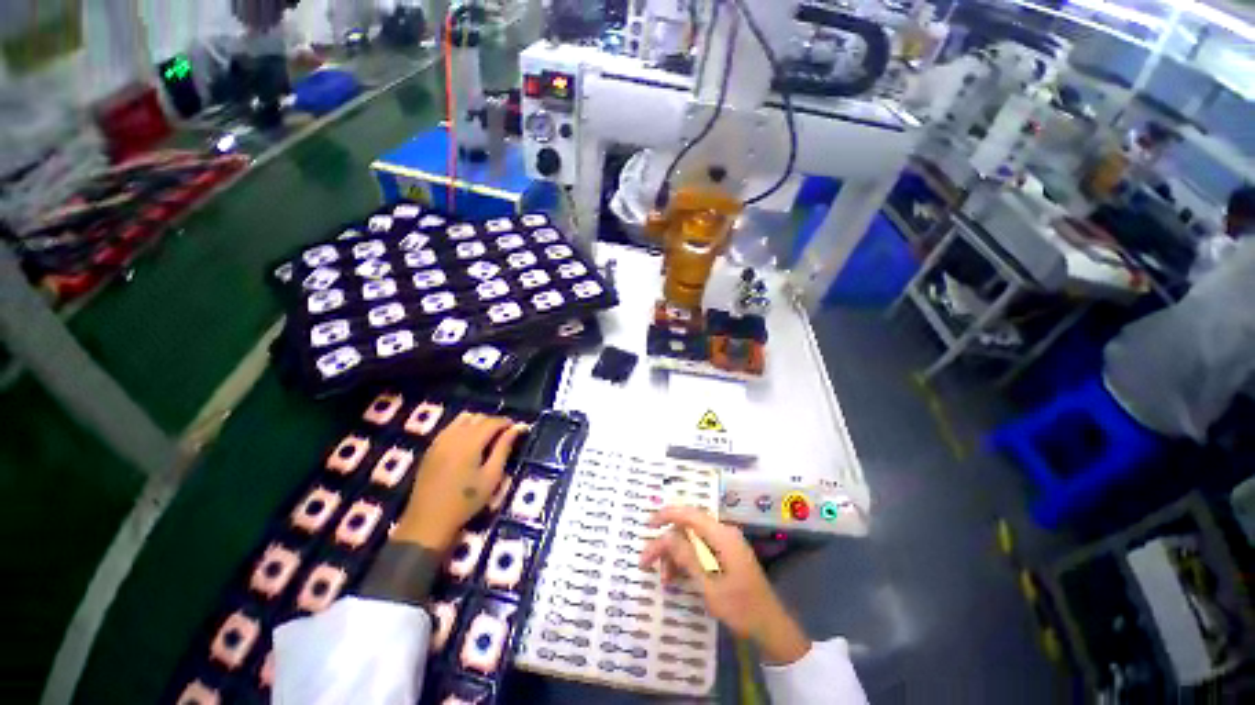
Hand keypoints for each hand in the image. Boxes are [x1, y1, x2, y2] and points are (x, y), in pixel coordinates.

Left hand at [393, 412, 526, 552]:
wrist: (428, 521)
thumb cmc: (465, 501)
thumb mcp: (491, 477)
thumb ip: (504, 449)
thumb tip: (517, 429)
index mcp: (470, 443)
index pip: (492, 422)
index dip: (507, 422)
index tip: (518, 429)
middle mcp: (453, 436)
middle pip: (478, 417)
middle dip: (494, 422)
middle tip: (504, 435)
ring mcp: (440, 440)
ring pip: (463, 419)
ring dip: (478, 422)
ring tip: (487, 437)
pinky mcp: (431, 448)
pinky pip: (451, 427)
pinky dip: (463, 427)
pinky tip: (469, 442)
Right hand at [640, 506, 810, 665]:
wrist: (770, 627)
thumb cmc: (741, 608)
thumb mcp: (709, 586)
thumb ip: (687, 557)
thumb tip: (666, 536)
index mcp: (722, 535)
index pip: (689, 514)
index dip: (666, 515)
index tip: (647, 526)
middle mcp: (723, 533)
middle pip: (687, 528)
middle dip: (666, 543)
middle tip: (646, 562)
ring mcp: (725, 544)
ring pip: (691, 540)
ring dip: (675, 556)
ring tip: (664, 579)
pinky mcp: (725, 555)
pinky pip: (700, 550)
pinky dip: (686, 561)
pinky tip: (676, 578)